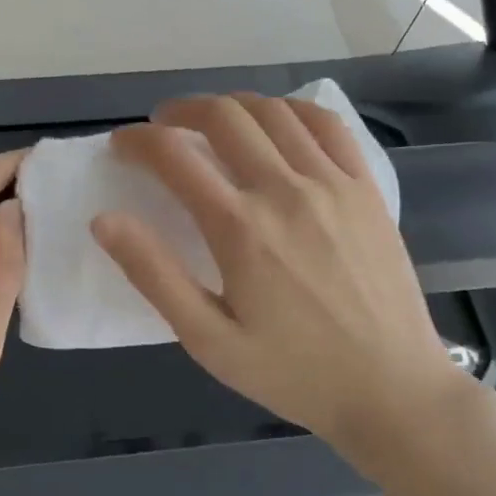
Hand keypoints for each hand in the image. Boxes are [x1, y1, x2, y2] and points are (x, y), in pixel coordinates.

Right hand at [92, 94, 495, 495]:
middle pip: (223, 116)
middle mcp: (284, 190)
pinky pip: (326, 124)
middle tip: (162, 127)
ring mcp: (332, 183)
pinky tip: (276, 123)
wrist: (391, 389)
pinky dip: (290, 109)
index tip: (121, 145)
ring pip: (272, 111)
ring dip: (231, 105)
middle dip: (180, 111)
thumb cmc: (292, 372)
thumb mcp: (208, 340)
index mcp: (239, 229)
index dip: (137, 141)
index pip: (174, 156)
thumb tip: (104, 220)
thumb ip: (154, 275)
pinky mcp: (366, 188)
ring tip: (212, 123)